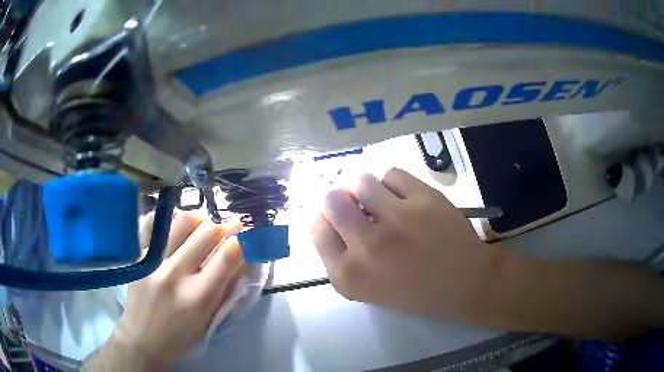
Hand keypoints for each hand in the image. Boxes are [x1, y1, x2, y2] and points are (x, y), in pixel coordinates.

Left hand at [112, 212, 244, 364]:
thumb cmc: (181, 336)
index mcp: (198, 298)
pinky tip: (176, 227)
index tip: (246, 234)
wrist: (143, 338)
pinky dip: (169, 220)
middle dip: (224, 227)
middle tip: (228, 229)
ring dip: (199, 221)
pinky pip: (155, 223)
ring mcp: (154, 262)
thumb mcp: (209, 320)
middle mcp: (175, 275)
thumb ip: (225, 289)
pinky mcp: (139, 256)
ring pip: (182, 221)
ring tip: (201, 229)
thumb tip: (241, 259)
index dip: (242, 240)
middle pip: (207, 232)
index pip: (227, 257)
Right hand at [310, 168, 509, 318]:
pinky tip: (404, 197)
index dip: (323, 218)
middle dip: (338, 199)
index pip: (316, 228)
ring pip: (361, 181)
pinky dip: (393, 183)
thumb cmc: (415, 292)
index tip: (335, 217)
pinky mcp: (423, 199)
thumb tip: (330, 218)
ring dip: (366, 188)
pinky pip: (391, 174)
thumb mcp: (368, 289)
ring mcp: (397, 219)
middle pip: (332, 200)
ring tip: (381, 199)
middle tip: (353, 203)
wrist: (465, 282)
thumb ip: (343, 259)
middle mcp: (367, 245)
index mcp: (349, 275)